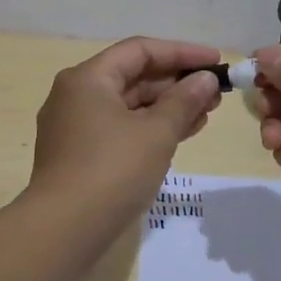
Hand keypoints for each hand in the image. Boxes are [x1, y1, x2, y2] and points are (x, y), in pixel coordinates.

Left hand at [29, 36, 223, 230]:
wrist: (64, 230)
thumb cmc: (112, 171)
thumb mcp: (156, 133)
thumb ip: (184, 101)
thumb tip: (206, 79)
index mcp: (88, 78)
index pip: (140, 50)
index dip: (182, 52)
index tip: (216, 61)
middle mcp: (76, 95)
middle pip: (133, 76)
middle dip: (177, 82)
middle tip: (216, 93)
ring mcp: (75, 127)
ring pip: (128, 105)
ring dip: (168, 107)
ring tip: (206, 114)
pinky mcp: (80, 155)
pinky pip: (121, 128)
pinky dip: (150, 128)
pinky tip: (181, 134)